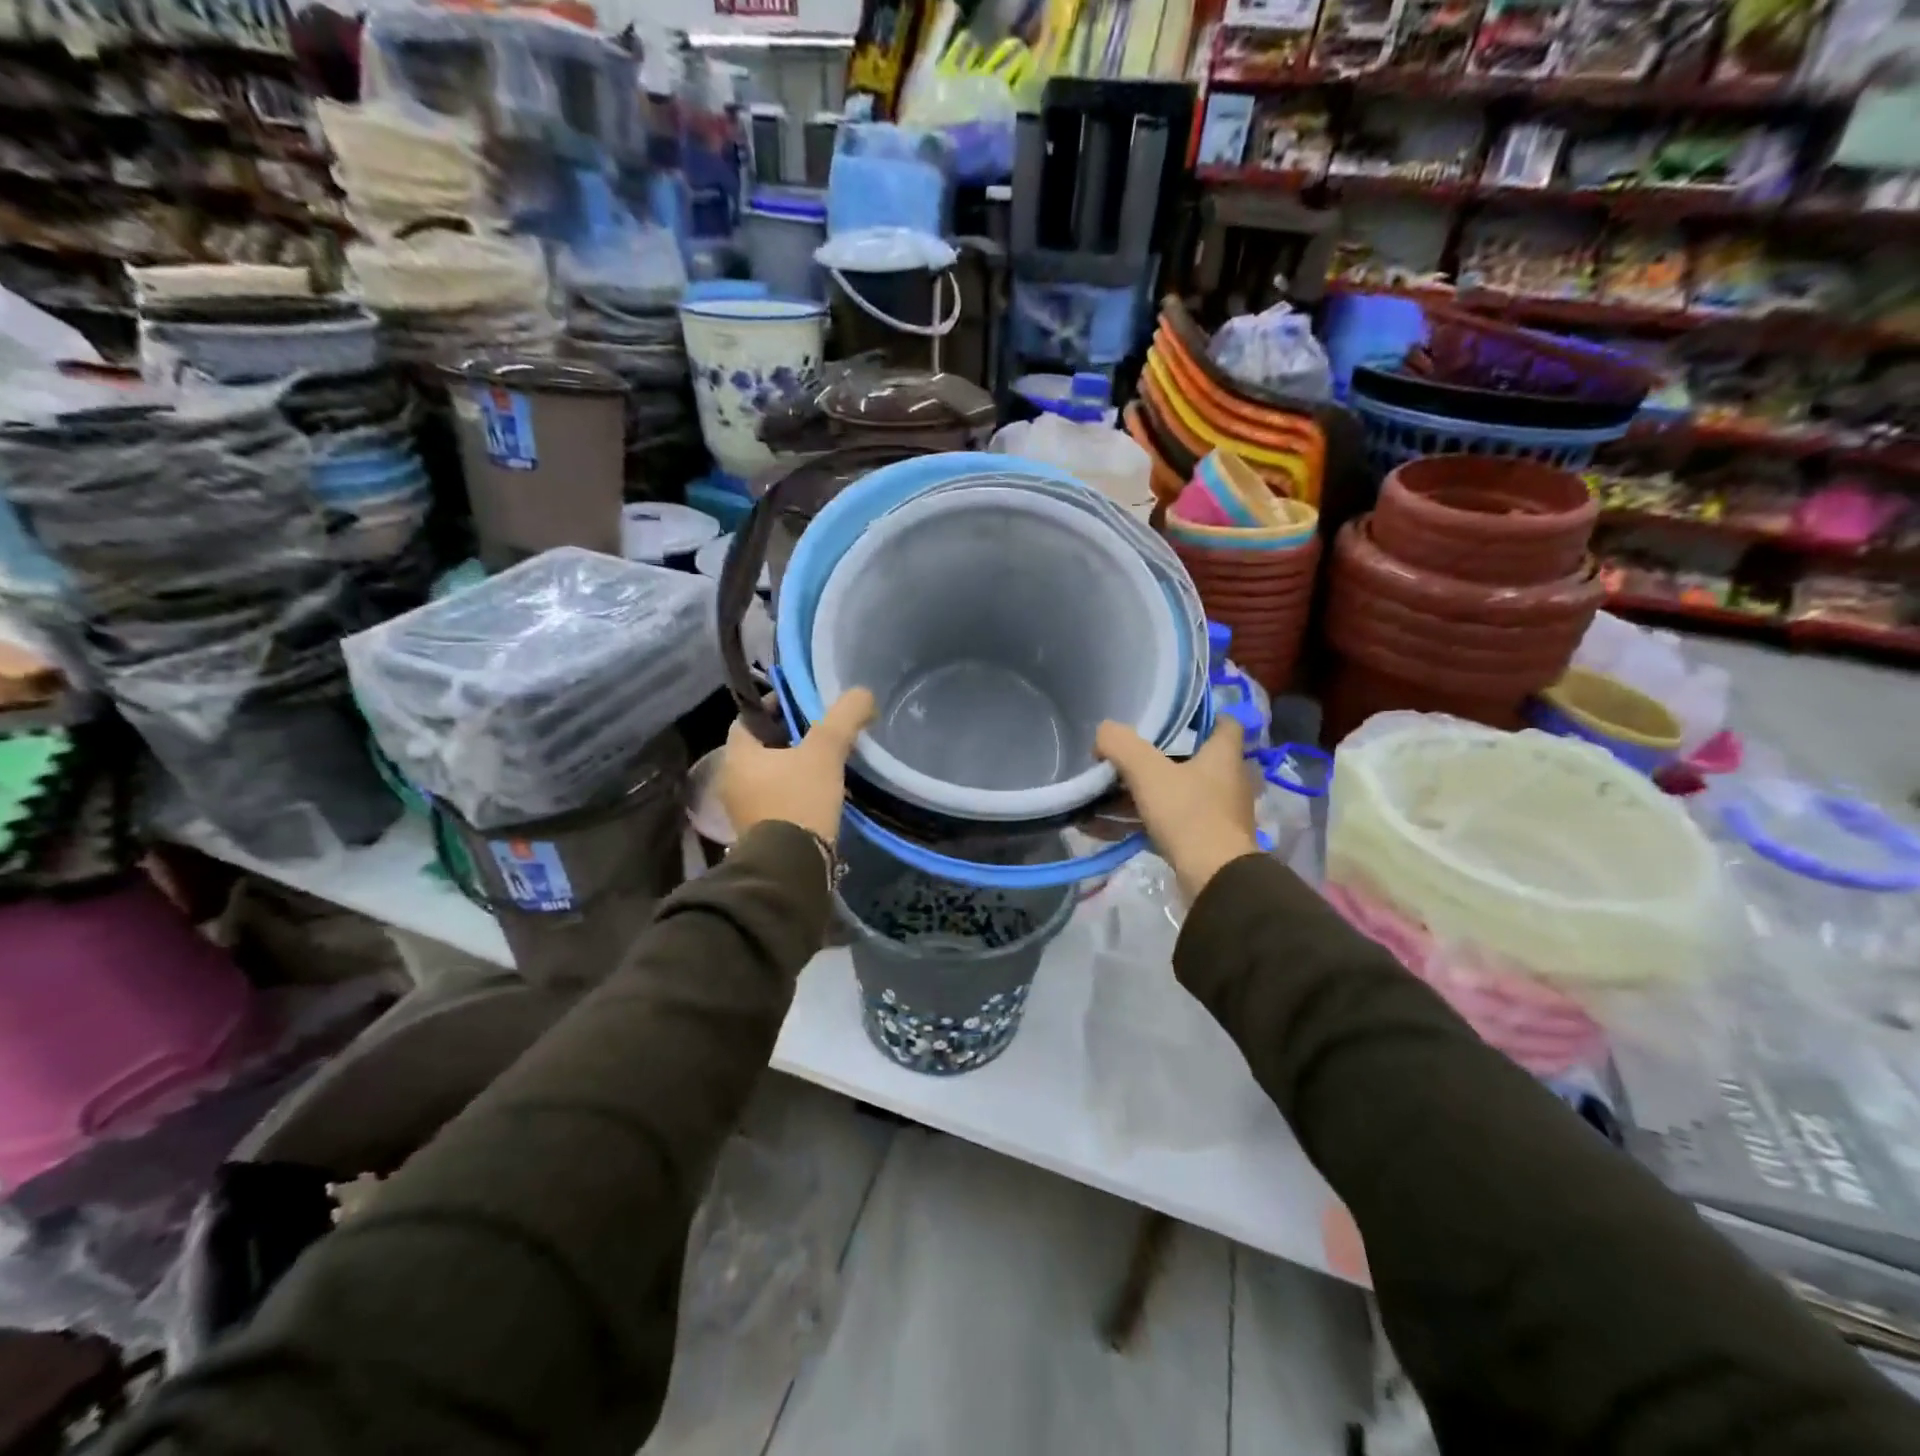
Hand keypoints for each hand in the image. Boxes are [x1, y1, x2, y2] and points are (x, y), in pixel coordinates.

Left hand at [719, 688, 874, 845]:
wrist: (791, 867)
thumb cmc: (799, 799)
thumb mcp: (825, 751)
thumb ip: (843, 718)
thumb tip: (862, 693)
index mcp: (737, 755)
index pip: (748, 718)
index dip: (774, 707)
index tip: (802, 705)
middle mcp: (732, 781)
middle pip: (761, 749)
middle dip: (788, 738)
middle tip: (821, 733)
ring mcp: (743, 811)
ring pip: (770, 777)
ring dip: (793, 769)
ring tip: (826, 764)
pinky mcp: (759, 834)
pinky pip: (776, 802)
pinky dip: (795, 793)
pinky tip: (821, 795)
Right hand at [1096, 716, 1257, 900]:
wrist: (1215, 879)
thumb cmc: (1189, 814)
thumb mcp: (1148, 773)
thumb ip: (1122, 746)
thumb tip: (1104, 733)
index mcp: (1223, 756)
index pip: (1224, 723)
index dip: (1201, 716)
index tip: (1172, 716)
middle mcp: (1227, 781)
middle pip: (1192, 760)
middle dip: (1157, 758)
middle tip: (1124, 756)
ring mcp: (1217, 814)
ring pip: (1176, 794)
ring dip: (1141, 795)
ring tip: (1101, 796)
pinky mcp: (1204, 842)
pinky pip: (1166, 823)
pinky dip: (1138, 822)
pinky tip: (1102, 828)